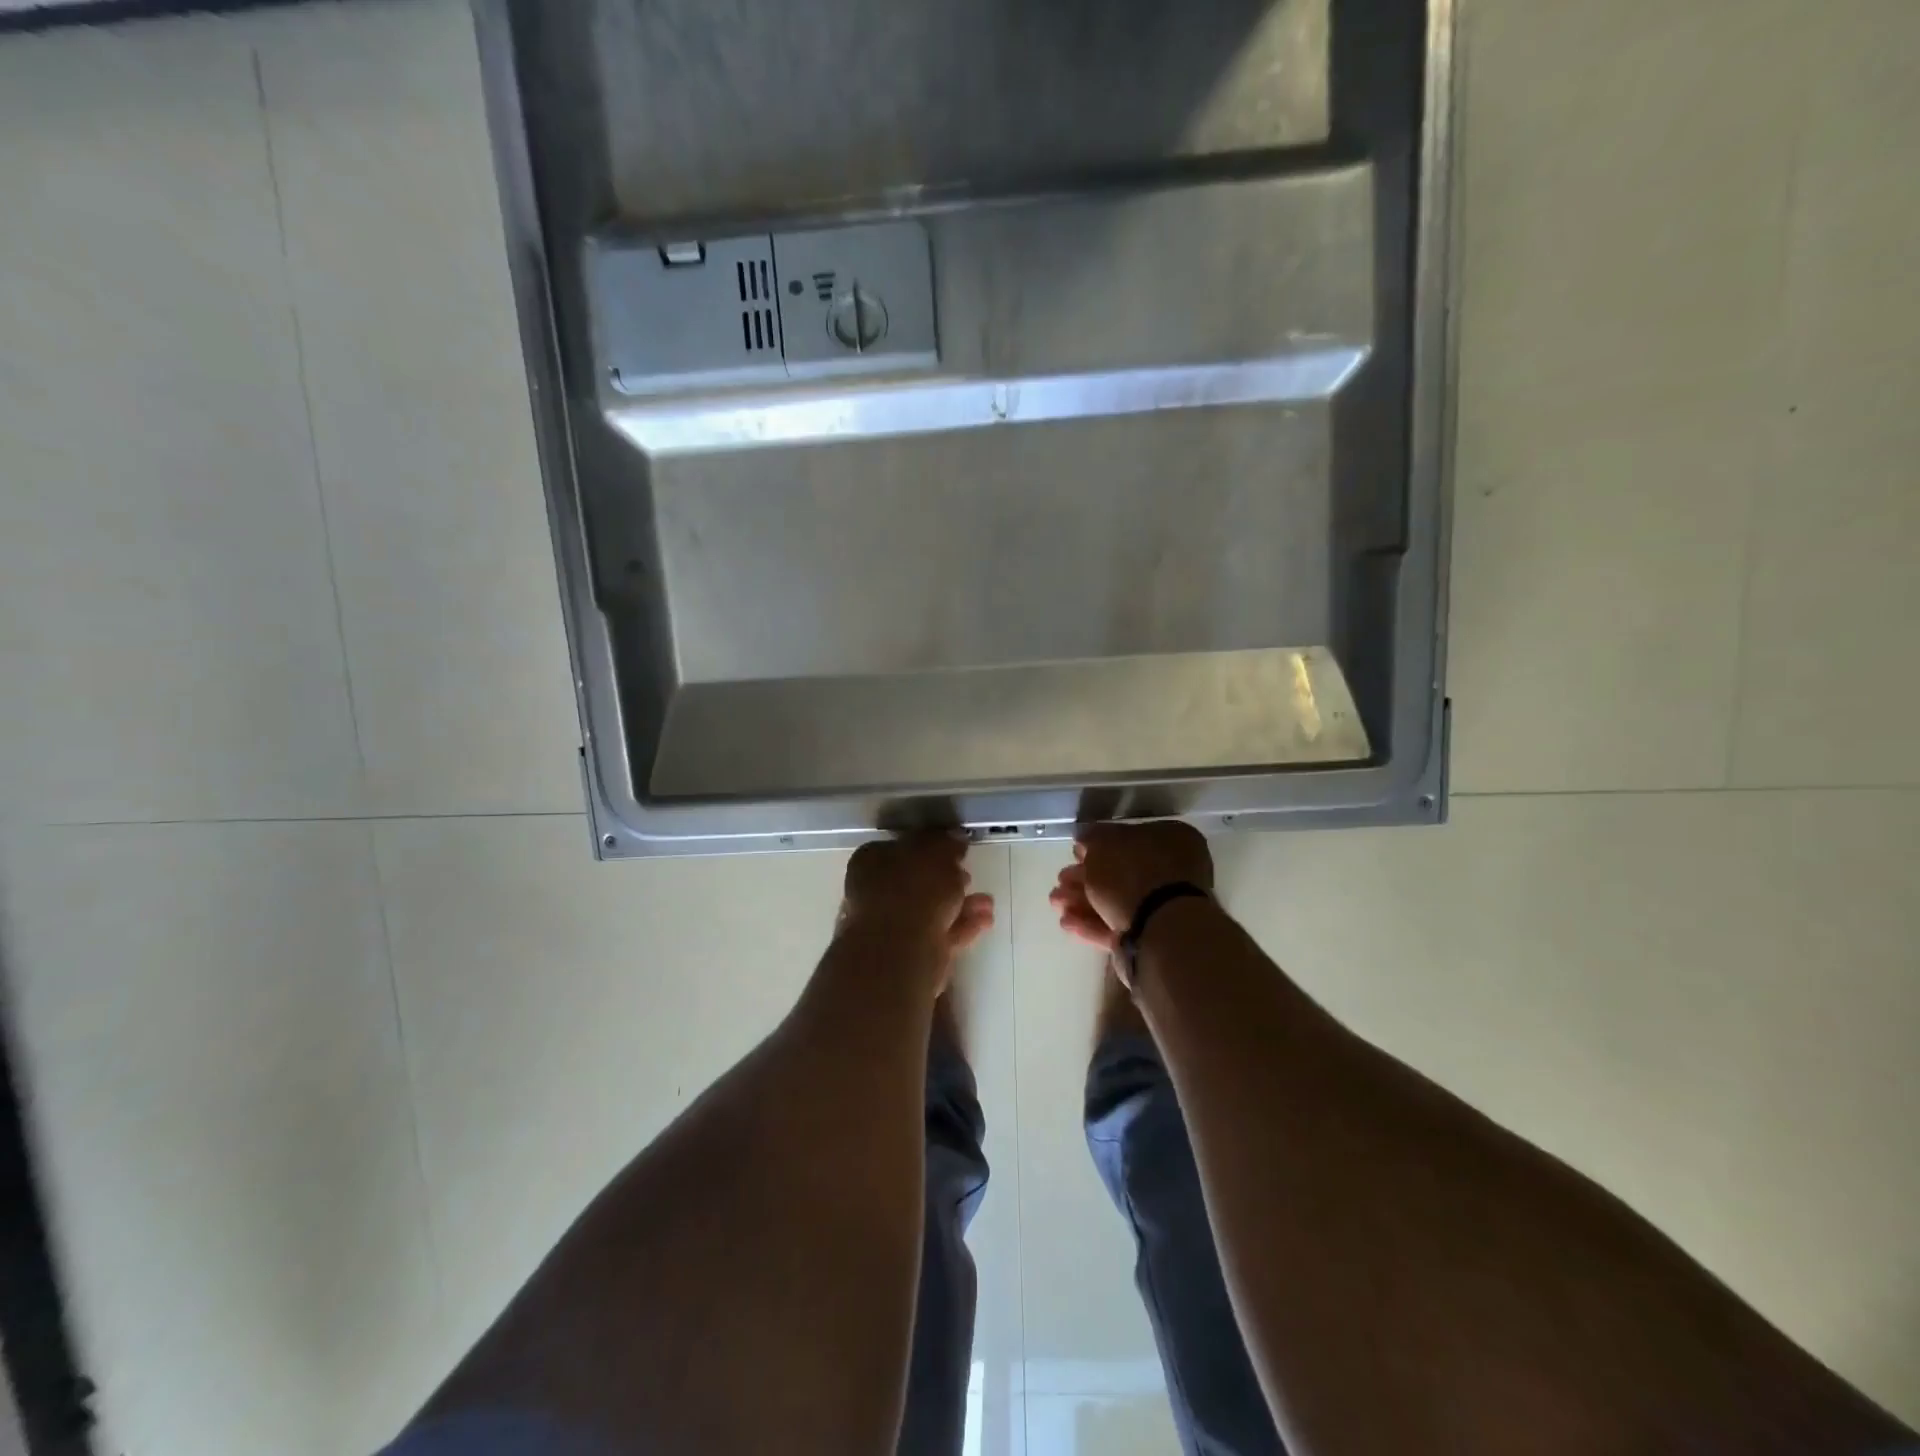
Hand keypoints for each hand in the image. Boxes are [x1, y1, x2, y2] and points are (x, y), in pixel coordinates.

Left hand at [837, 834, 995, 976]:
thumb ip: (947, 843)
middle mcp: (877, 890)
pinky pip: (940, 931)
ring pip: (932, 908)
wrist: (901, 950)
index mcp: (873, 859)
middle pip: (918, 879)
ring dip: (961, 903)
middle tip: (970, 874)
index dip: (930, 846)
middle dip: (949, 878)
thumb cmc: (915, 889)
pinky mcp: (910, 951)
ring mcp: (891, 924)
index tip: (956, 850)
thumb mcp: (937, 853)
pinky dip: (962, 925)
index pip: (901, 846)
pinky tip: (986, 920)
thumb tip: (955, 837)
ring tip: (987, 902)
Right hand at [1050, 821, 1212, 951]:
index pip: (1131, 837)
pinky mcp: (1153, 937)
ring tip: (1057, 905)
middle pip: (1121, 871)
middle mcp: (1175, 870)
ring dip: (1083, 901)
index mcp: (1172, 839)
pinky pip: (1120, 924)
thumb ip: (1091, 838)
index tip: (1074, 855)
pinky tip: (1068, 924)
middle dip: (1085, 878)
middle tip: (1060, 882)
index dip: (1099, 845)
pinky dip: (1093, 923)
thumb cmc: (1132, 873)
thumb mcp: (1103, 843)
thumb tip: (1085, 840)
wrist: (1158, 928)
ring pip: (1117, 899)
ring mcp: (1166, 907)